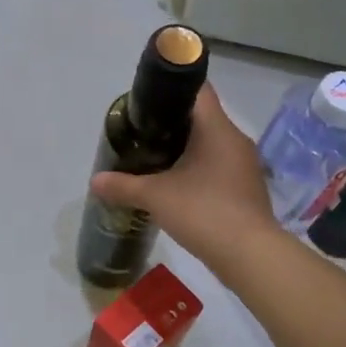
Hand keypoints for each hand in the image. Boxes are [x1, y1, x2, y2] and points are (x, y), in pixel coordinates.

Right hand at [90, 84, 278, 269]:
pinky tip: (179, 187)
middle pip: (202, 118)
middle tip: (143, 135)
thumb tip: (95, 181)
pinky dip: (200, 170)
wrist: (250, 255)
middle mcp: (235, 139)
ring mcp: (245, 165)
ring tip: (156, 160)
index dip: (172, 91)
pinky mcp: (247, 188)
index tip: (148, 104)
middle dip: (173, 124)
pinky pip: (220, 167)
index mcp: (217, 128)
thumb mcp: (156, 197)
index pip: (198, 90)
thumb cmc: (204, 212)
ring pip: (212, 144)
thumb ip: (124, 186)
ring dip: (187, 149)